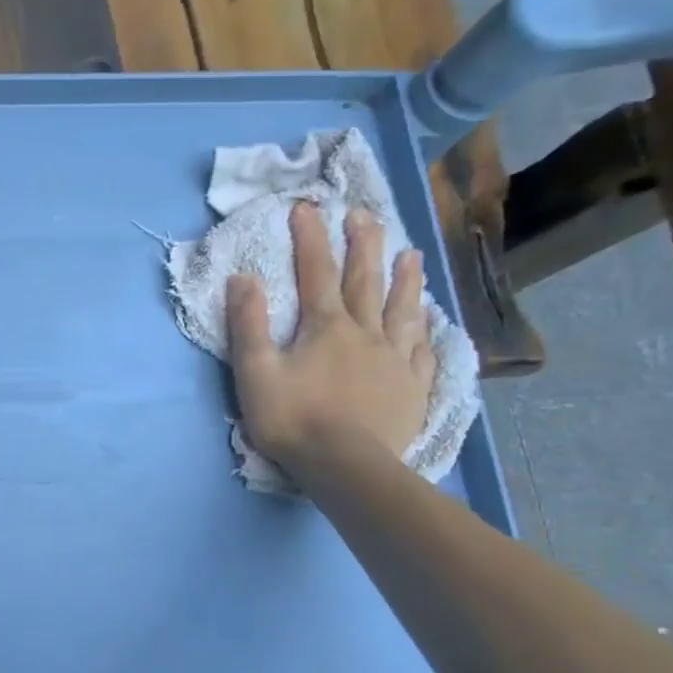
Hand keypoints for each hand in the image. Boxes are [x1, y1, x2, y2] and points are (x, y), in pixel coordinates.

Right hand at [226, 203, 433, 477]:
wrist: (345, 465)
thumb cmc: (292, 419)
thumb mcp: (255, 372)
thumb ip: (248, 325)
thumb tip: (242, 277)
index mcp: (325, 327)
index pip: (315, 273)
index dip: (310, 238)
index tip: (307, 207)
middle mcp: (366, 333)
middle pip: (365, 281)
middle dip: (362, 245)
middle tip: (365, 215)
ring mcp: (395, 359)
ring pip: (402, 310)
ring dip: (405, 279)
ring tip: (410, 254)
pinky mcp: (412, 387)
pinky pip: (423, 350)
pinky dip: (425, 330)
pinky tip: (429, 321)